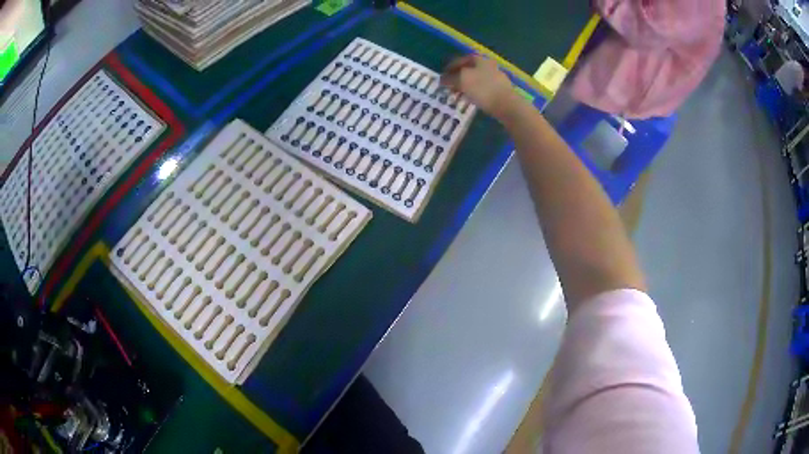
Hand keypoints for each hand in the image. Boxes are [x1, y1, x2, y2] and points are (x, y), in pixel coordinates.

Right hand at [441, 55, 517, 119]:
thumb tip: (442, 79)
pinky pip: (483, 89)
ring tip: (458, 94)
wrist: (507, 105)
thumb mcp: (462, 81)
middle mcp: (489, 66)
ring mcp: (496, 78)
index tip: (442, 75)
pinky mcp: (501, 90)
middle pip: (470, 69)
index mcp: (480, 60)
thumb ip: (450, 79)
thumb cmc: (483, 89)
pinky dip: (475, 92)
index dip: (450, 66)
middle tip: (449, 85)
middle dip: (458, 77)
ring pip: (476, 79)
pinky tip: (471, 99)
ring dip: (466, 85)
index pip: (461, 59)